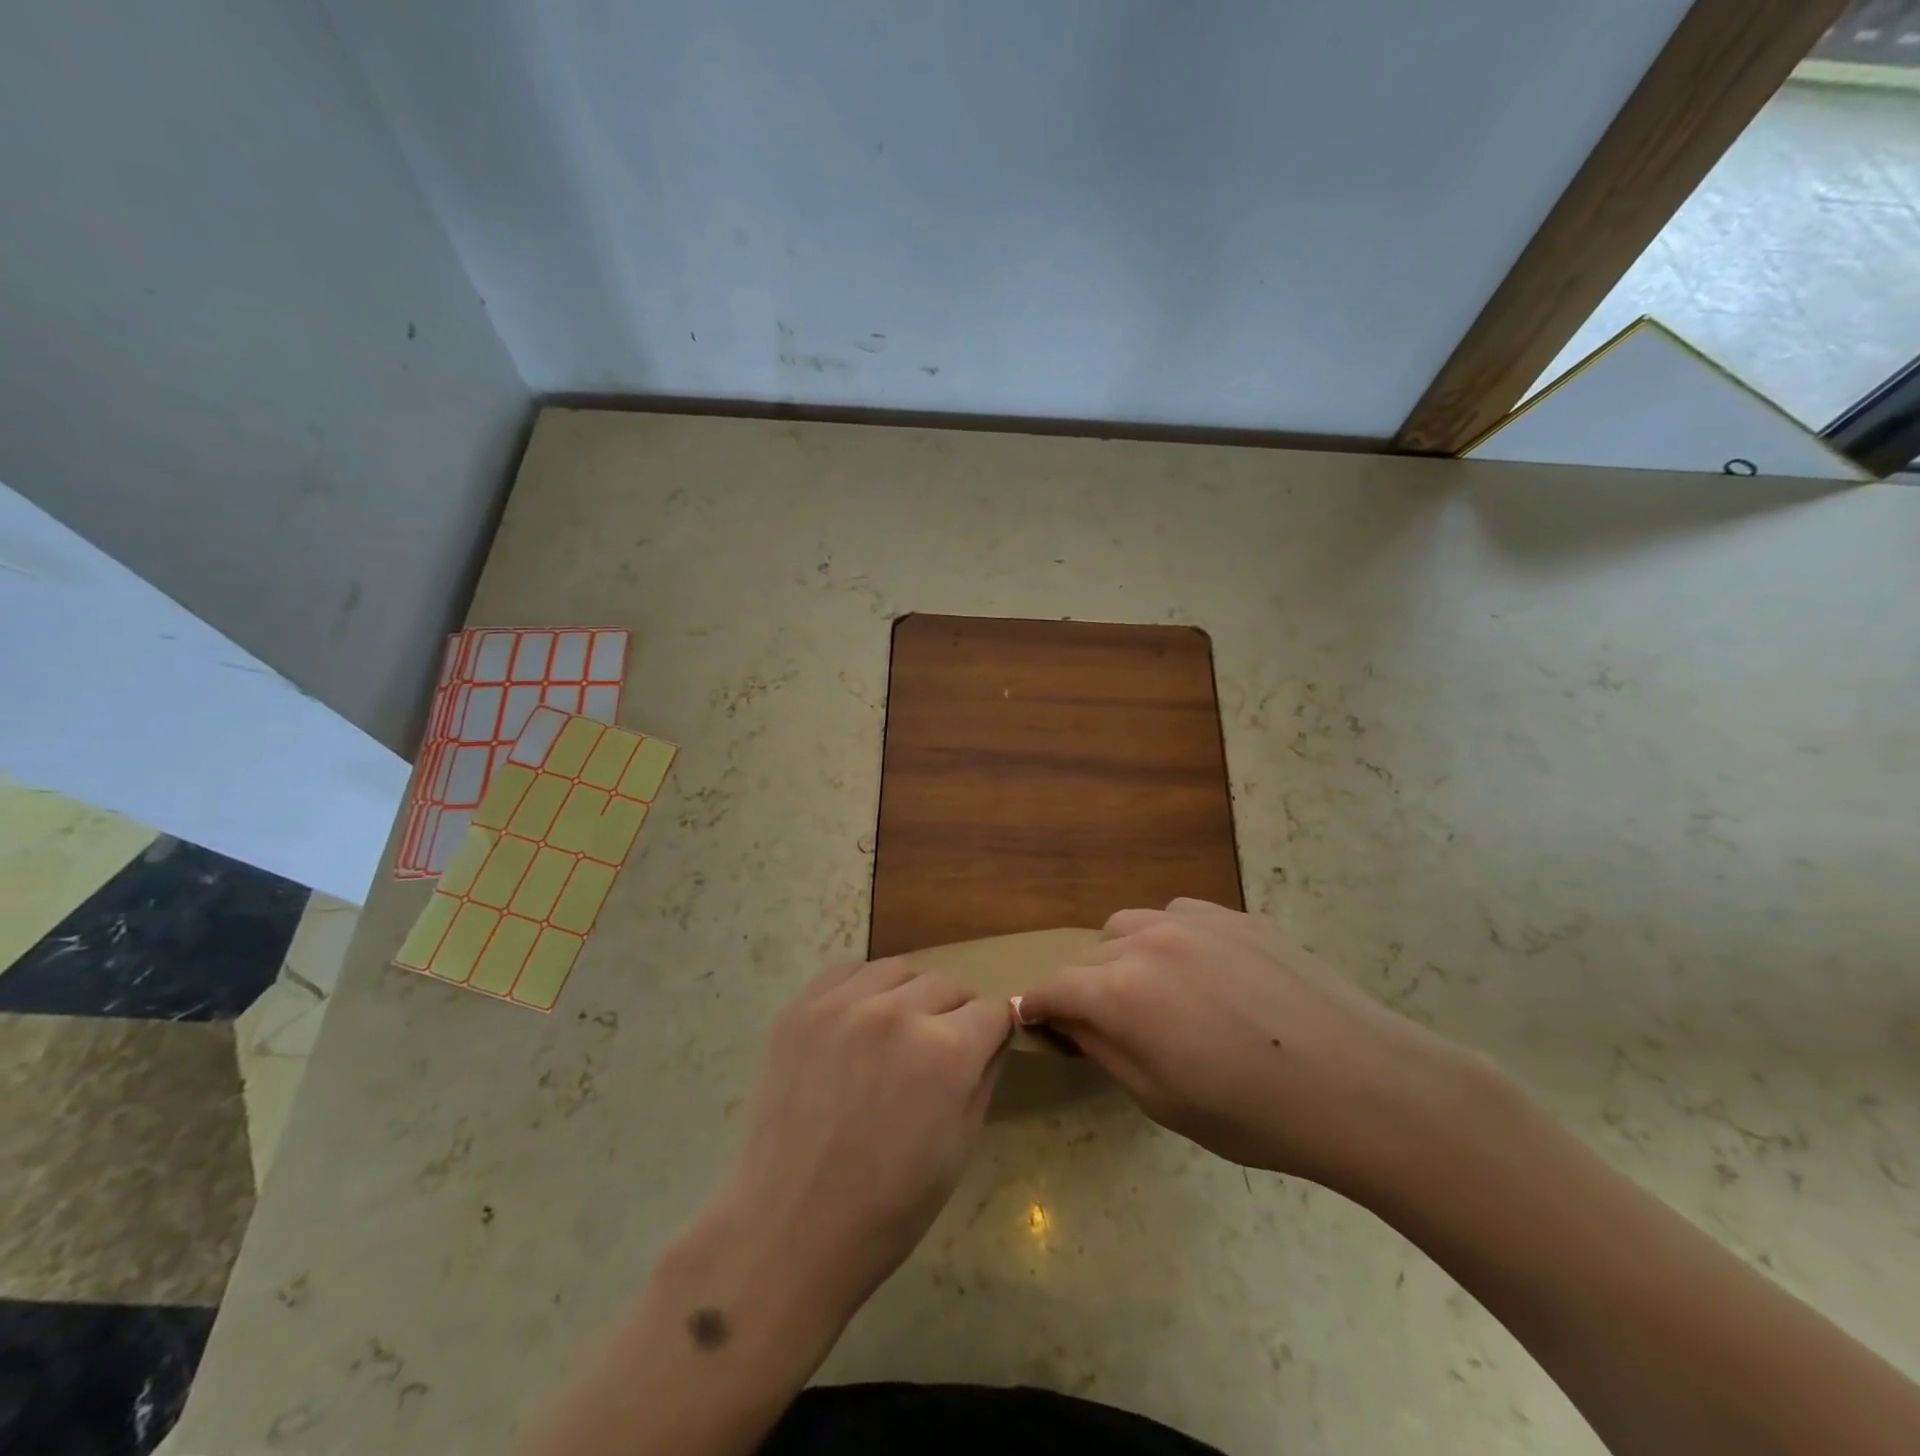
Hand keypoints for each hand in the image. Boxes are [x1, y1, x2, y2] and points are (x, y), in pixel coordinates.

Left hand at [696, 958, 1011, 1330]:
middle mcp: (898, 1012)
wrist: (789, 1229)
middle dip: (956, 1012)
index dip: (993, 1031)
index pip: (991, 1011)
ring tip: (897, 1032)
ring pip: (898, 970)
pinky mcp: (801, 1007)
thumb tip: (993, 1038)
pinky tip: (858, 1023)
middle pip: (948, 984)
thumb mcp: (960, 1147)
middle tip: (940, 1048)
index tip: (985, 1047)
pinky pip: (848, 972)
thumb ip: (984, 1077)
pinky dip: (864, 988)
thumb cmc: (888, 1206)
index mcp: (946, 1051)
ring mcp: (844, 1004)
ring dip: (910, 994)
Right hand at [1017, 898, 1479, 1192]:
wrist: (1360, 1084)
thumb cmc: (1253, 1113)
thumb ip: (1104, 1050)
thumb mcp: (1161, 1099)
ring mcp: (1195, 919)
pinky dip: (1170, 939)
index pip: (1053, 986)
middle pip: (1089, 953)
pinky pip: (1179, 916)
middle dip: (1085, 987)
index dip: (1038, 1006)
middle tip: (1108, 1023)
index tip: (1036, 1023)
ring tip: (1154, 993)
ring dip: (1124, 956)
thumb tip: (1069, 1023)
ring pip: (1130, 925)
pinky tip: (1204, 974)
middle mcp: (1147, 939)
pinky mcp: (1236, 915)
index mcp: (1121, 990)